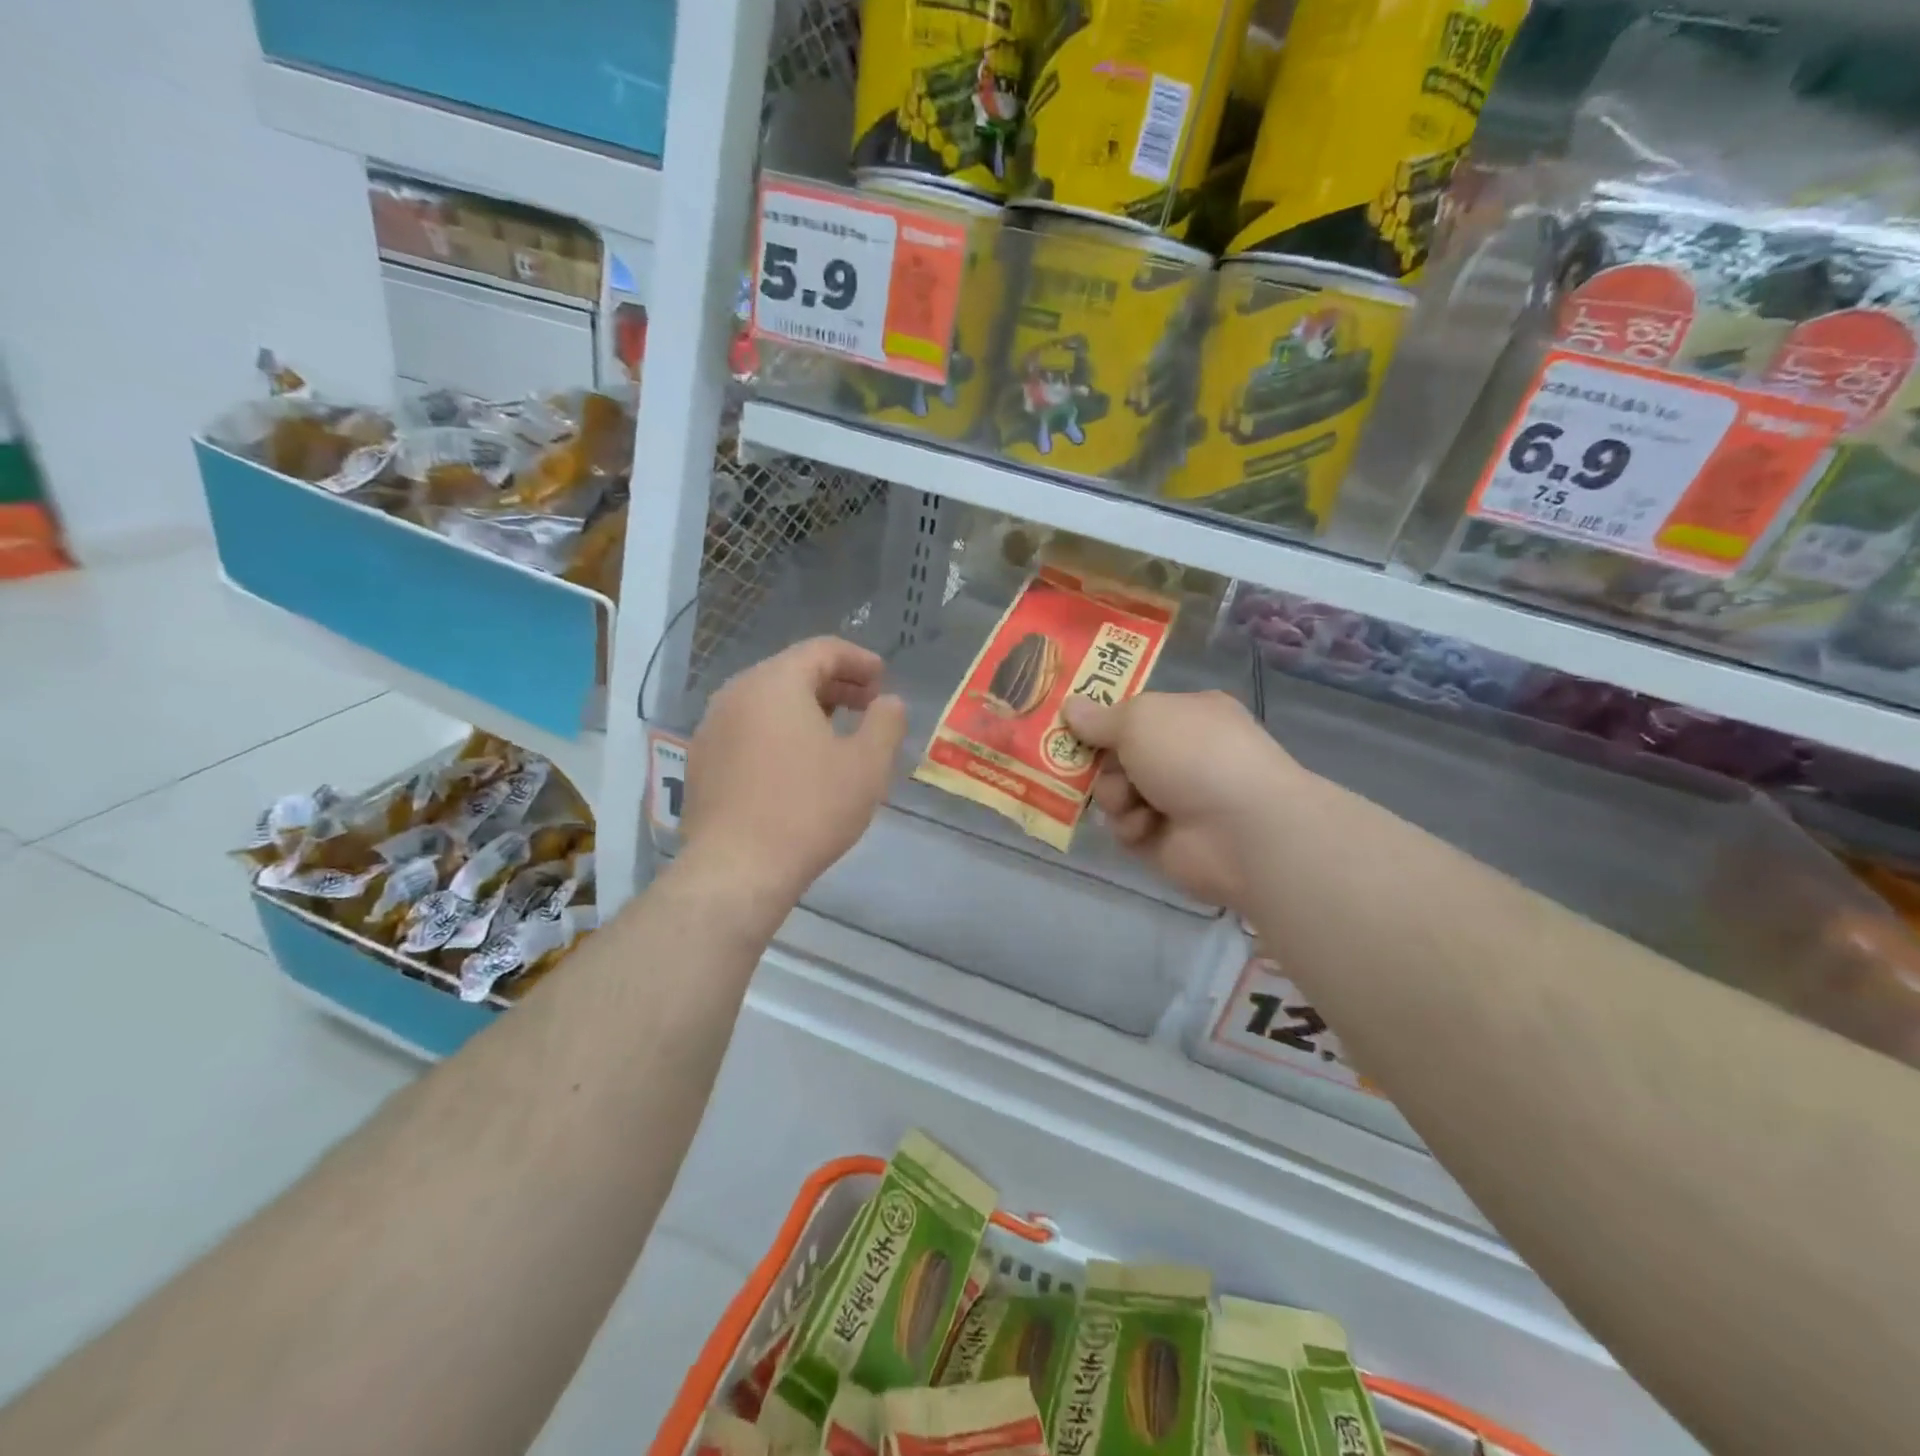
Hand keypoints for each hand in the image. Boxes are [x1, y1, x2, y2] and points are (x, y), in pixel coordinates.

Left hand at [681, 638, 907, 900]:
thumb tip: (888, 702)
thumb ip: (885, 722)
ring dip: (806, 708)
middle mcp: (736, 693)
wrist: (737, 868)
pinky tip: (797, 764)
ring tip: (836, 733)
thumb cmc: (810, 809)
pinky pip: (748, 729)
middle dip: (835, 684)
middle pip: (791, 672)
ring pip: (767, 701)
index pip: (822, 650)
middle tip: (867, 705)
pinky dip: (778, 731)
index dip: (859, 660)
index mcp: (775, 682)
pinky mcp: (702, 761)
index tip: (883, 680)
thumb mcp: (867, 765)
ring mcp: (712, 727)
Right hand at [1063, 691, 1295, 912]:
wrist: (1242, 830)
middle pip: (1117, 754)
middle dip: (1101, 762)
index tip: (1071, 725)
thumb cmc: (1193, 754)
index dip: (1102, 719)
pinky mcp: (1165, 841)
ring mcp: (1175, 799)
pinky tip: (1146, 828)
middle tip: (1089, 765)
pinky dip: (1130, 827)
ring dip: (1114, 796)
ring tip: (1131, 801)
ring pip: (1115, 793)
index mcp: (1187, 715)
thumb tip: (1069, 707)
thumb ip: (1099, 718)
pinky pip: (1126, 828)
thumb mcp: (1140, 719)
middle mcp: (1182, 755)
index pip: (1134, 713)